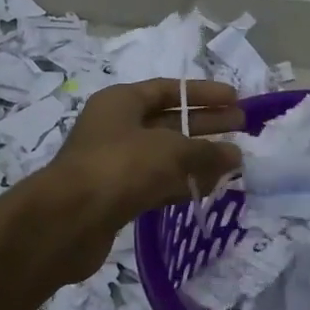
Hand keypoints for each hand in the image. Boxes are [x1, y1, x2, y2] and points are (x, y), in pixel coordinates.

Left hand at [40, 78, 245, 275]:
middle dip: (206, 124)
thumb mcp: (170, 151)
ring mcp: (114, 162)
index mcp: (121, 102)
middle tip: (241, 128)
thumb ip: (206, 152)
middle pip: (169, 121)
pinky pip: (156, 182)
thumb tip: (235, 156)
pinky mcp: (116, 195)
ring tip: (233, 163)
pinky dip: (181, 183)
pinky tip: (207, 189)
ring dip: (197, 158)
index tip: (236, 100)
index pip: (169, 89)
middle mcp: (116, 126)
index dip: (204, 94)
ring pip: (164, 154)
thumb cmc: (120, 167)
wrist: (68, 220)